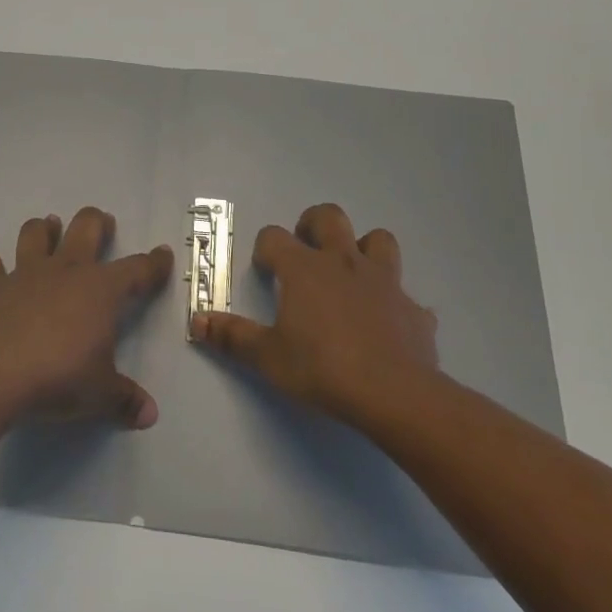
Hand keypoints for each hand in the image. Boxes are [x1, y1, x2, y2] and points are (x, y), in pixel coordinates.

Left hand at [0, 206, 171, 428]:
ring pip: (36, 234)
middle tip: (104, 222)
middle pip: (85, 228)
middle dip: (97, 222)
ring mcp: (27, 275)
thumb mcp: (101, 394)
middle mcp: (66, 271)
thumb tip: (150, 415)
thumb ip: (126, 400)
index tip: (163, 254)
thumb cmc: (60, 377)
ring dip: (44, 228)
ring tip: (50, 226)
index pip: (137, 269)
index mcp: (101, 290)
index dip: (154, 263)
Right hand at [189, 202, 437, 430]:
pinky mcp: (414, 308)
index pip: (274, 237)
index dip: (265, 249)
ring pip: (379, 240)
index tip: (265, 271)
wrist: (394, 393)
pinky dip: (394, 302)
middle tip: (305, 250)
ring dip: (363, 248)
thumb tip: (197, 320)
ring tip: (350, 273)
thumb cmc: (321, 368)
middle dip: (313, 225)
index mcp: (304, 269)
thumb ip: (232, 336)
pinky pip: (405, 295)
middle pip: (329, 217)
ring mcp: (384, 281)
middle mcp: (344, 262)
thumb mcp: (268, 357)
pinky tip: (387, 323)